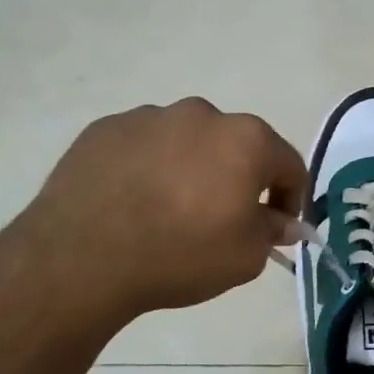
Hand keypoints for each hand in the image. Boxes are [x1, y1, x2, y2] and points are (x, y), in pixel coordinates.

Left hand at [20, 97, 306, 325]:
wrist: (82, 258)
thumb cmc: (180, 255)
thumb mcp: (245, 257)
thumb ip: (273, 231)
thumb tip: (283, 222)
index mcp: (246, 140)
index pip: (288, 164)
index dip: (291, 198)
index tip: (279, 226)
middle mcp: (201, 115)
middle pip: (236, 146)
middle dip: (238, 178)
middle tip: (222, 217)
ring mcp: (149, 117)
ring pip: (187, 141)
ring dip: (192, 168)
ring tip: (170, 210)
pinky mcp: (106, 128)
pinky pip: (143, 146)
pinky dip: (149, 167)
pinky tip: (134, 202)